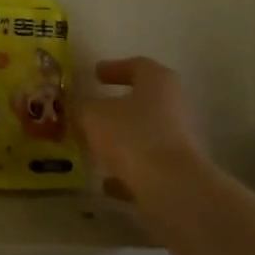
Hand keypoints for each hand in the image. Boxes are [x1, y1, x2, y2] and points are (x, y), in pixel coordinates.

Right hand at [78, 57, 205, 204]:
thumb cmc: (132, 136)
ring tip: (92, 146)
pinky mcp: (177, 172)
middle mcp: (173, 106)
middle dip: (115, 107)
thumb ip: (81, 108)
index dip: (114, 68)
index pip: (136, 65)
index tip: (95, 75)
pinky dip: (127, 171)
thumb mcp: (92, 116)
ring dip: (120, 140)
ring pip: (143, 135)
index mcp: (157, 81)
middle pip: (142, 101)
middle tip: (91, 111)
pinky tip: (105, 181)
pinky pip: (146, 166)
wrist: (173, 189)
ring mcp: (178, 140)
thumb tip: (76, 107)